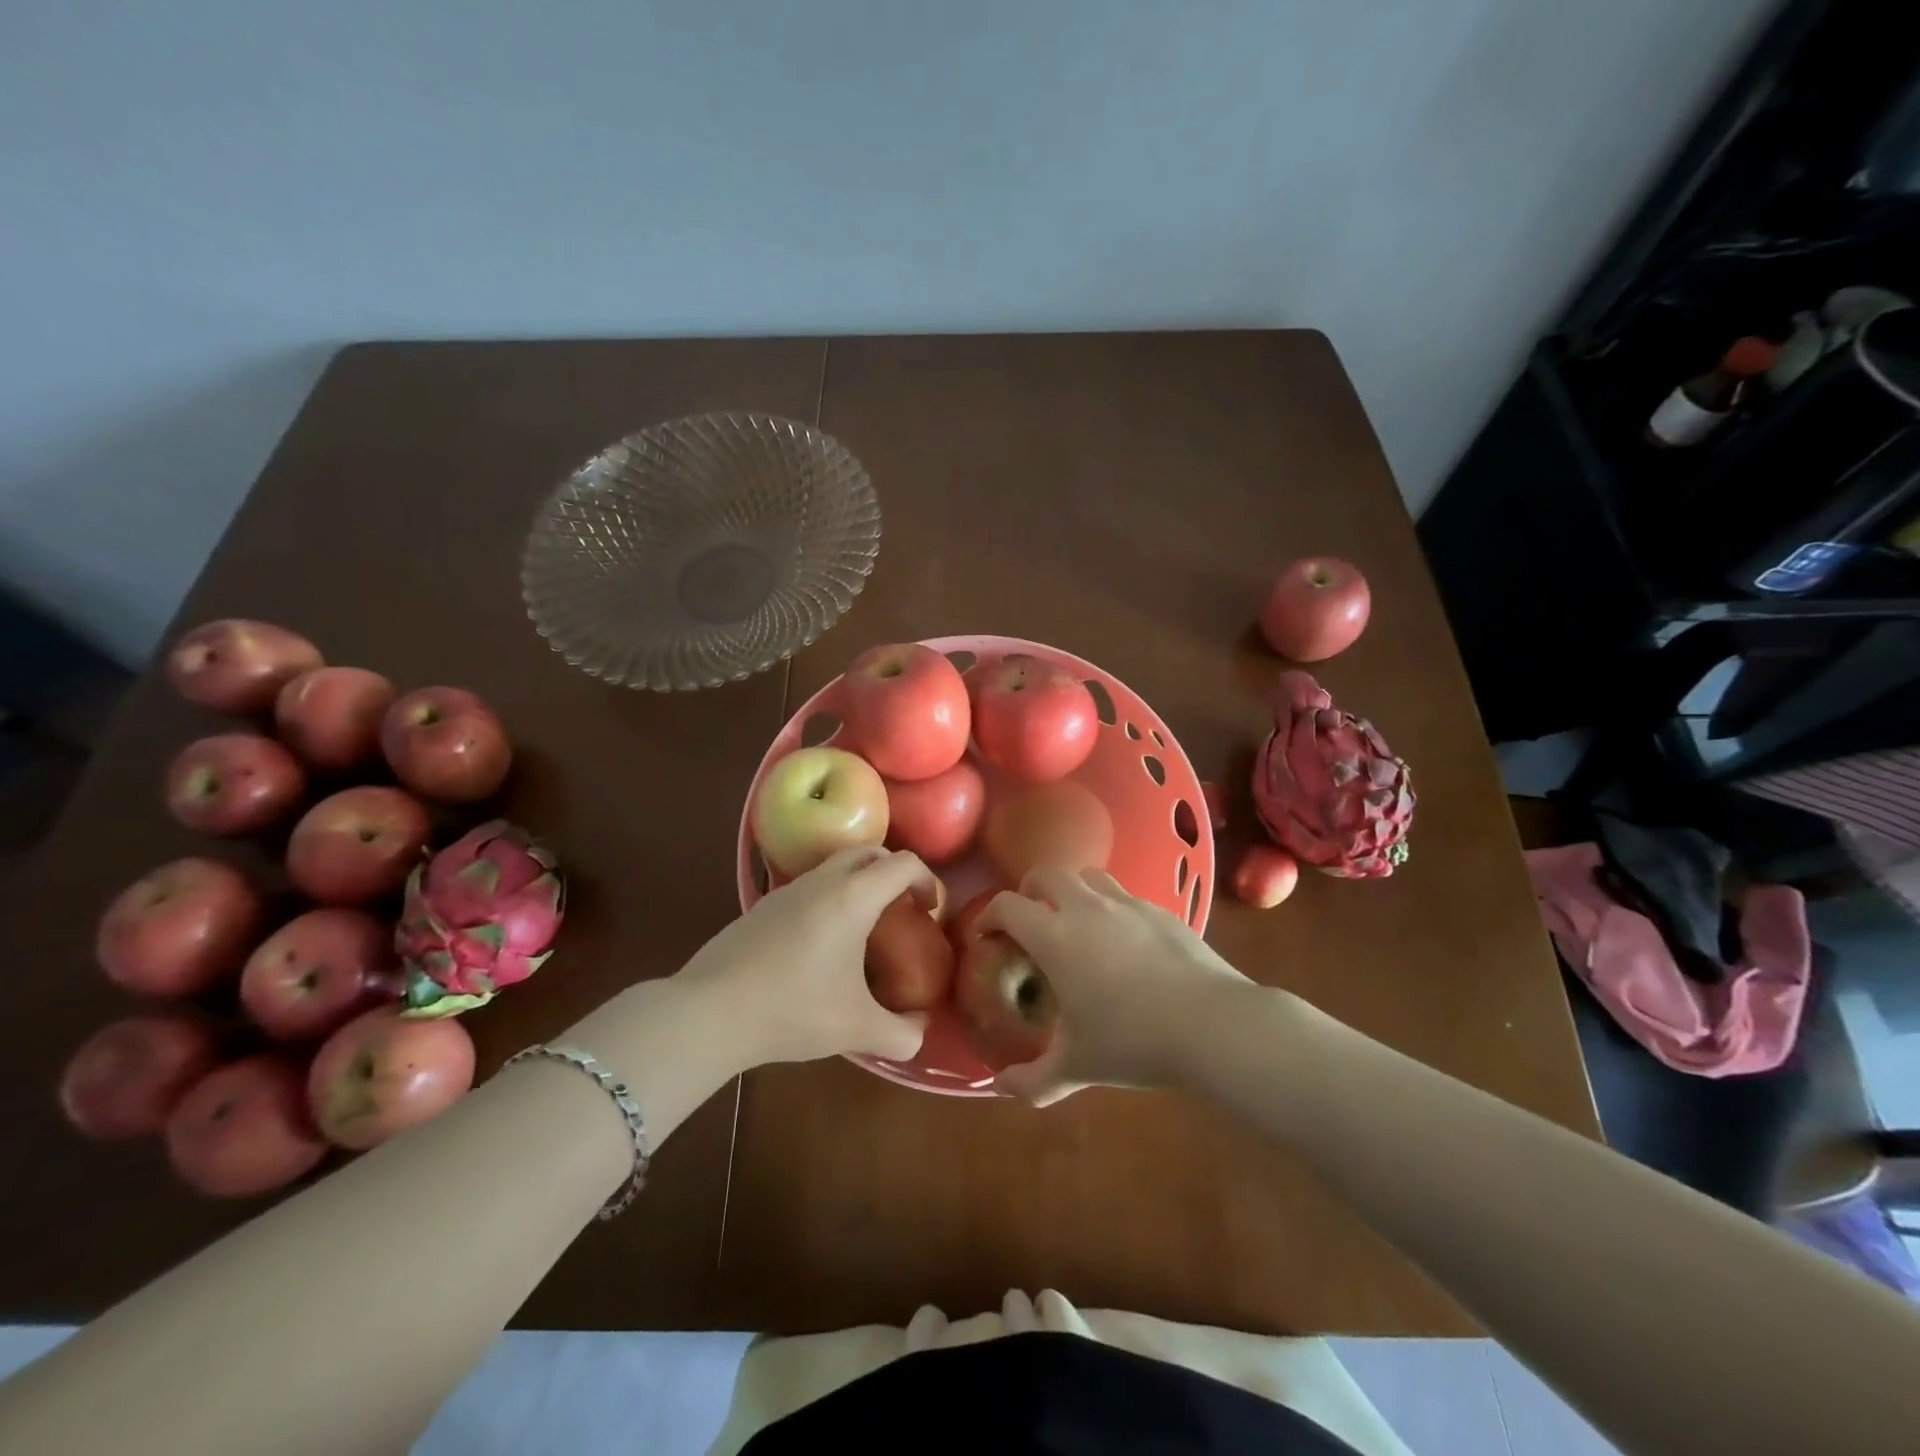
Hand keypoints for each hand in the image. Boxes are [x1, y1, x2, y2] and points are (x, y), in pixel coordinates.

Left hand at [673, 846, 935, 1068]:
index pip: (903, 864)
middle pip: (869, 853)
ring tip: (864, 930)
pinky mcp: (762, 906)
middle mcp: (823, 881)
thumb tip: (920, 1031)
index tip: (930, 911)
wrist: (710, 1011)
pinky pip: (810, 887)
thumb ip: (902, 1033)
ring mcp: (788, 890)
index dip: (927, 881)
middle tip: (901, 911)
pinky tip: (821, 946)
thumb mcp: (857, 1029)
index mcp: (853, 897)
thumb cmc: (793, 1010)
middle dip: (894, 873)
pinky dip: (830, 899)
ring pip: (835, 867)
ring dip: (859, 884)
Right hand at [980, 867, 1250, 1103]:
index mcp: (1055, 936)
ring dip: (1072, 890)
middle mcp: (1086, 908)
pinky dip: (1111, 908)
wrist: (1211, 1025)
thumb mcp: (1077, 1067)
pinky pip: (1126, 896)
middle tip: (1029, 920)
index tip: (986, 935)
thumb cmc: (1132, 1042)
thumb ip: (1032, 1081)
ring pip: (1088, 876)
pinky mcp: (1161, 910)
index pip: (1007, 906)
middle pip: (1046, 873)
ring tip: (1075, 922)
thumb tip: (1000, 1089)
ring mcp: (1127, 904)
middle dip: (1029, 891)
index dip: (988, 915)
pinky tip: (1123, 943)